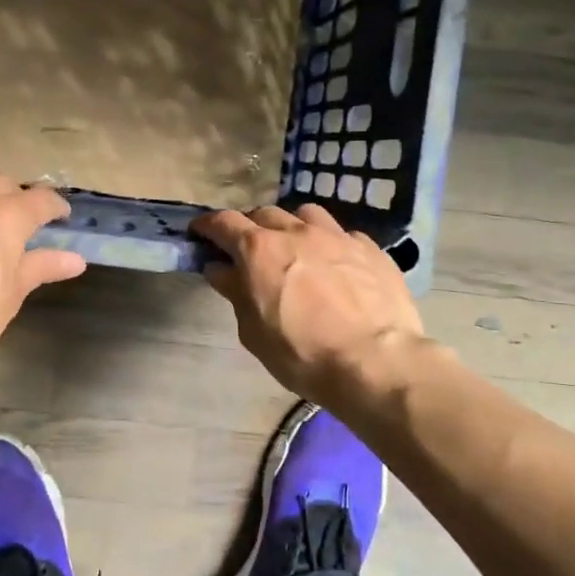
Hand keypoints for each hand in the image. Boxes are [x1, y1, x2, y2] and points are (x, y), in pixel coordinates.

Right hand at [192, 204, 423, 408]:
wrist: (374, 362)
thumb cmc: (301, 353)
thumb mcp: (253, 331)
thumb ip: (235, 292)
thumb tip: (220, 269)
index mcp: (259, 249)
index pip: (223, 222)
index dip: (207, 226)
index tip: (199, 233)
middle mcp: (296, 231)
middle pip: (263, 213)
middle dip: (249, 226)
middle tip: (247, 248)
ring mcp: (336, 235)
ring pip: (305, 214)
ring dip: (292, 226)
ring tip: (294, 247)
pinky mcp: (369, 248)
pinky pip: (342, 235)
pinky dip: (330, 244)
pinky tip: (335, 264)